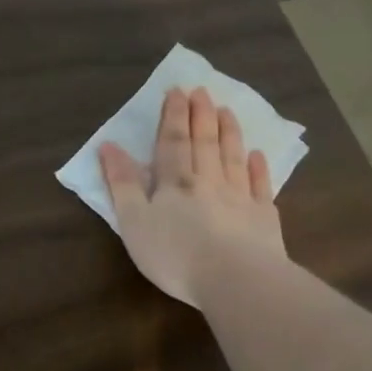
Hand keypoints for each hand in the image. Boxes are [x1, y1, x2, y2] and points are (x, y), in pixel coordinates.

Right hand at [99, 87, 286, 306]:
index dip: (173, 116)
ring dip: (229, 132)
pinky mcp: (263, 218)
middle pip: (204, 142)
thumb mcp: (134, 221)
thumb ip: (121, 184)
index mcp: (175, 182)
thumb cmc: (175, 254)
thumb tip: (108, 146)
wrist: (235, 280)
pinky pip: (259, 186)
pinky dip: (258, 168)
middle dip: (201, 115)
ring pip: (232, 157)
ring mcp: (239, 198)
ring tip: (227, 110)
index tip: (177, 91)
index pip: (172, 141)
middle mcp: (208, 181)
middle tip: (203, 90)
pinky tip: (257, 156)